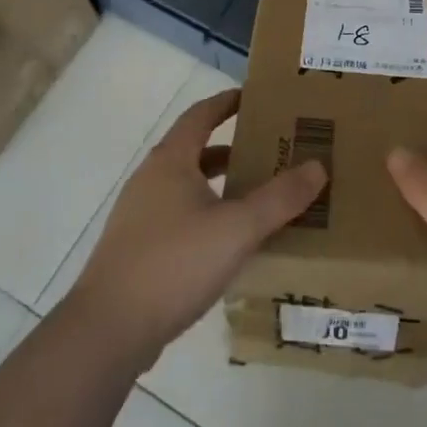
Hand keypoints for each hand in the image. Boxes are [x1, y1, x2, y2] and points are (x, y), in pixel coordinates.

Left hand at [66, 90, 326, 371]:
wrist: (108, 330)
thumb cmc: (174, 263)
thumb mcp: (237, 228)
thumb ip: (280, 198)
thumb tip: (317, 166)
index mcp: (171, 161)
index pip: (200, 115)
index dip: (226, 102)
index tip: (254, 97)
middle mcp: (151, 180)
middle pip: (195, 150)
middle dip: (232, 148)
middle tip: (270, 151)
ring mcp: (139, 215)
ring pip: (187, 186)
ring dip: (220, 185)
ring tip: (256, 197)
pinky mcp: (136, 249)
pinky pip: (179, 216)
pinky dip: (206, 214)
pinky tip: (228, 242)